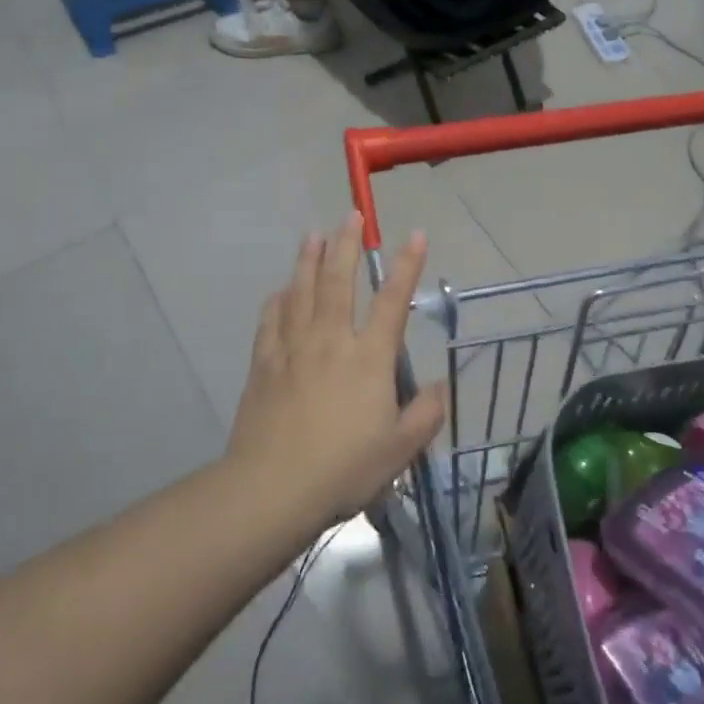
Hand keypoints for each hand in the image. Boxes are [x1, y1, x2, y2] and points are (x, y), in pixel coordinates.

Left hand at [227, 214, 445, 521]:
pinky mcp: (264, 365)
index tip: (415, 234)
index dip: (407, 265)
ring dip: (308, 260)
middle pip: (339, 282)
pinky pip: (270, 322)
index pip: (393, 301)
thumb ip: (425, 415)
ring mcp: (293, 349)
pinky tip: (279, 291)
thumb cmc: (343, 468)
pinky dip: (277, 301)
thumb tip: (439, 387)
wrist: (272, 488)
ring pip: (301, 292)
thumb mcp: (400, 450)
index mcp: (369, 358)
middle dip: (346, 245)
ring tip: (312, 235)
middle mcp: (331, 341)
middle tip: (350, 215)